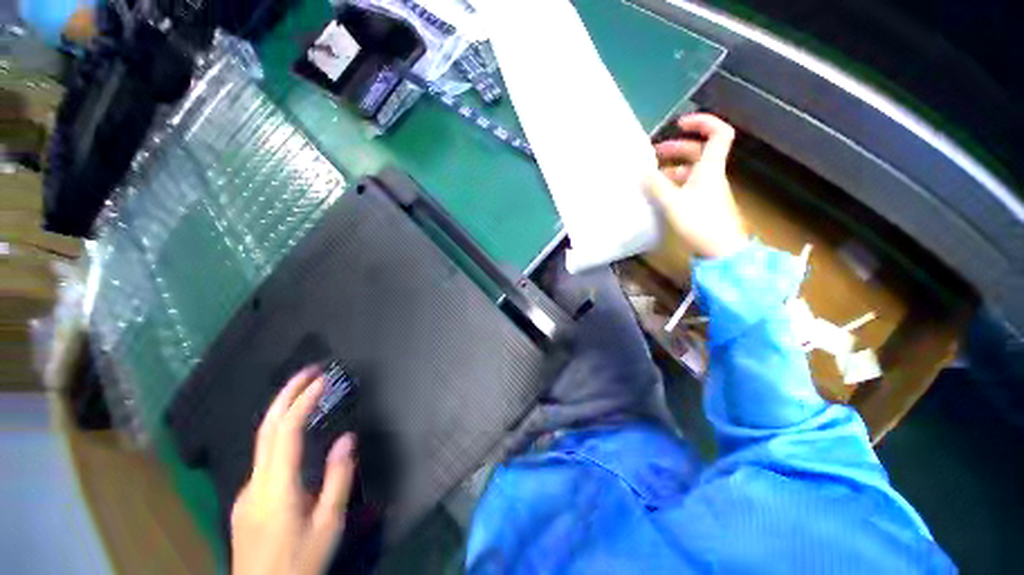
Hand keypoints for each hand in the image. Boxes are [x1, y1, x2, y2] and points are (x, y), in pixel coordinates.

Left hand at [231, 366, 356, 574]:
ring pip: (262, 443)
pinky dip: (279, 435)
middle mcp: (255, 484)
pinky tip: (296, 438)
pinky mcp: (246, 501)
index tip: (322, 379)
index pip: (286, 431)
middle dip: (286, 394)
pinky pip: (264, 459)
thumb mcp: (328, 525)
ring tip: (307, 393)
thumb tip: (346, 438)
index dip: (303, 401)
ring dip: (283, 411)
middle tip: (308, 371)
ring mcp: (246, 493)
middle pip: (265, 429)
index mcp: (276, 488)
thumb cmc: (300, 562)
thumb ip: (338, 479)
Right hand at [648, 113, 747, 258]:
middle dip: (676, 148)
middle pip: (698, 151)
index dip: (702, 122)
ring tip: (650, 177)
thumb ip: (656, 186)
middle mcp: (711, 174)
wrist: (720, 250)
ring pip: (691, 170)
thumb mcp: (673, 203)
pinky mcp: (703, 203)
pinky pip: (688, 185)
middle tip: (653, 154)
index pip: (719, 133)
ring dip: (671, 168)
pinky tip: (658, 193)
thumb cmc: (700, 222)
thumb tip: (642, 172)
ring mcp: (708, 189)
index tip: (679, 124)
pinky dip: (673, 184)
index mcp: (710, 167)